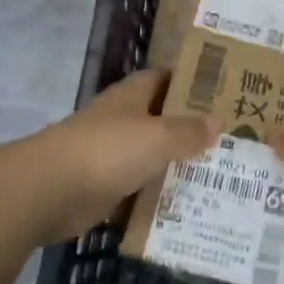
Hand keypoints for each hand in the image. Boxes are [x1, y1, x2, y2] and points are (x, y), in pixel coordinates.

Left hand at [12, 70, 219, 243]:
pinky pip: (139, 189)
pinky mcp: (104, 188)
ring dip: (178, 164)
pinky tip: (189, 205)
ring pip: (152, 156)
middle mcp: (122, 121)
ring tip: (222, 174)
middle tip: (234, 138)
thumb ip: (188, 131)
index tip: (224, 91)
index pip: (164, 79)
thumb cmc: (107, 150)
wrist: (49, 191)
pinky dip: (159, 196)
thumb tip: (218, 121)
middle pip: (162, 120)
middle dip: (191, 128)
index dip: (191, 82)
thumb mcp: (157, 136)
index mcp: (132, 97)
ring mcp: (111, 155)